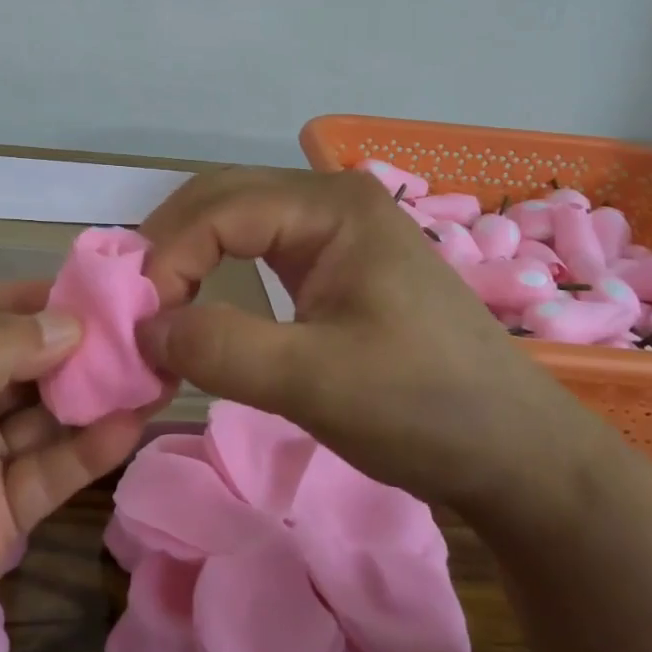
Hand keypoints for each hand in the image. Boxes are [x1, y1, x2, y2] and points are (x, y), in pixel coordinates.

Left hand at [0, 280, 162, 651]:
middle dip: (72, 345)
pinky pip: (51, 471)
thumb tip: (71, 321)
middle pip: (18, 360)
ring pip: (43, 414)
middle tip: (139, 330)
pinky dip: (91, 448)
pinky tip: (133, 423)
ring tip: (153, 368)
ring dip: (92, 393)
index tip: (92, 290)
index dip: (29, 297)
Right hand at [137, 167, 593, 513]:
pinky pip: (256, 245)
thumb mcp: (316, 383)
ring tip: (156, 307)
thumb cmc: (425, 409)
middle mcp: (330, 198)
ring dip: (187, 255)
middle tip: (135, 308)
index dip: (167, 258)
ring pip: (233, 218)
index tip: (138, 324)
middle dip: (169, 247)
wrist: (516, 453)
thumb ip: (221, 350)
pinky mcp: (334, 258)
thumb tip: (144, 330)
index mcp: (332, 206)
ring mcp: (334, 226)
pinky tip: (198, 301)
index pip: (220, 210)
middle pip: (221, 199)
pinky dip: (214, 268)